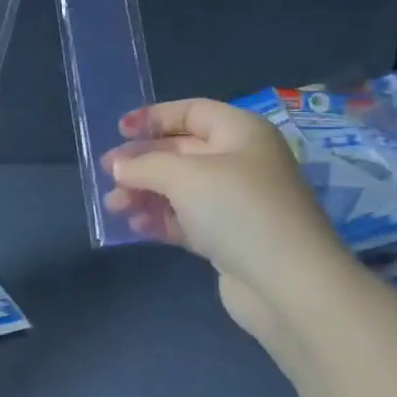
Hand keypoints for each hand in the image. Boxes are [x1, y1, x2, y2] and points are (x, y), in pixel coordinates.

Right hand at [103, 98, 345, 337]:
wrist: (288, 284)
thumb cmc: (238, 210)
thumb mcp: (185, 176)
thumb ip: (146, 165)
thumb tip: (118, 166)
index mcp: (241, 132)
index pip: (192, 112)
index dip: (154, 117)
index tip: (118, 130)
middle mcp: (242, 162)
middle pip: (182, 152)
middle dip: (143, 162)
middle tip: (107, 174)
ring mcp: (237, 203)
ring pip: (181, 189)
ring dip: (146, 194)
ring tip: (113, 206)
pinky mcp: (230, 239)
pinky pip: (188, 220)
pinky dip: (162, 220)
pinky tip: (136, 228)